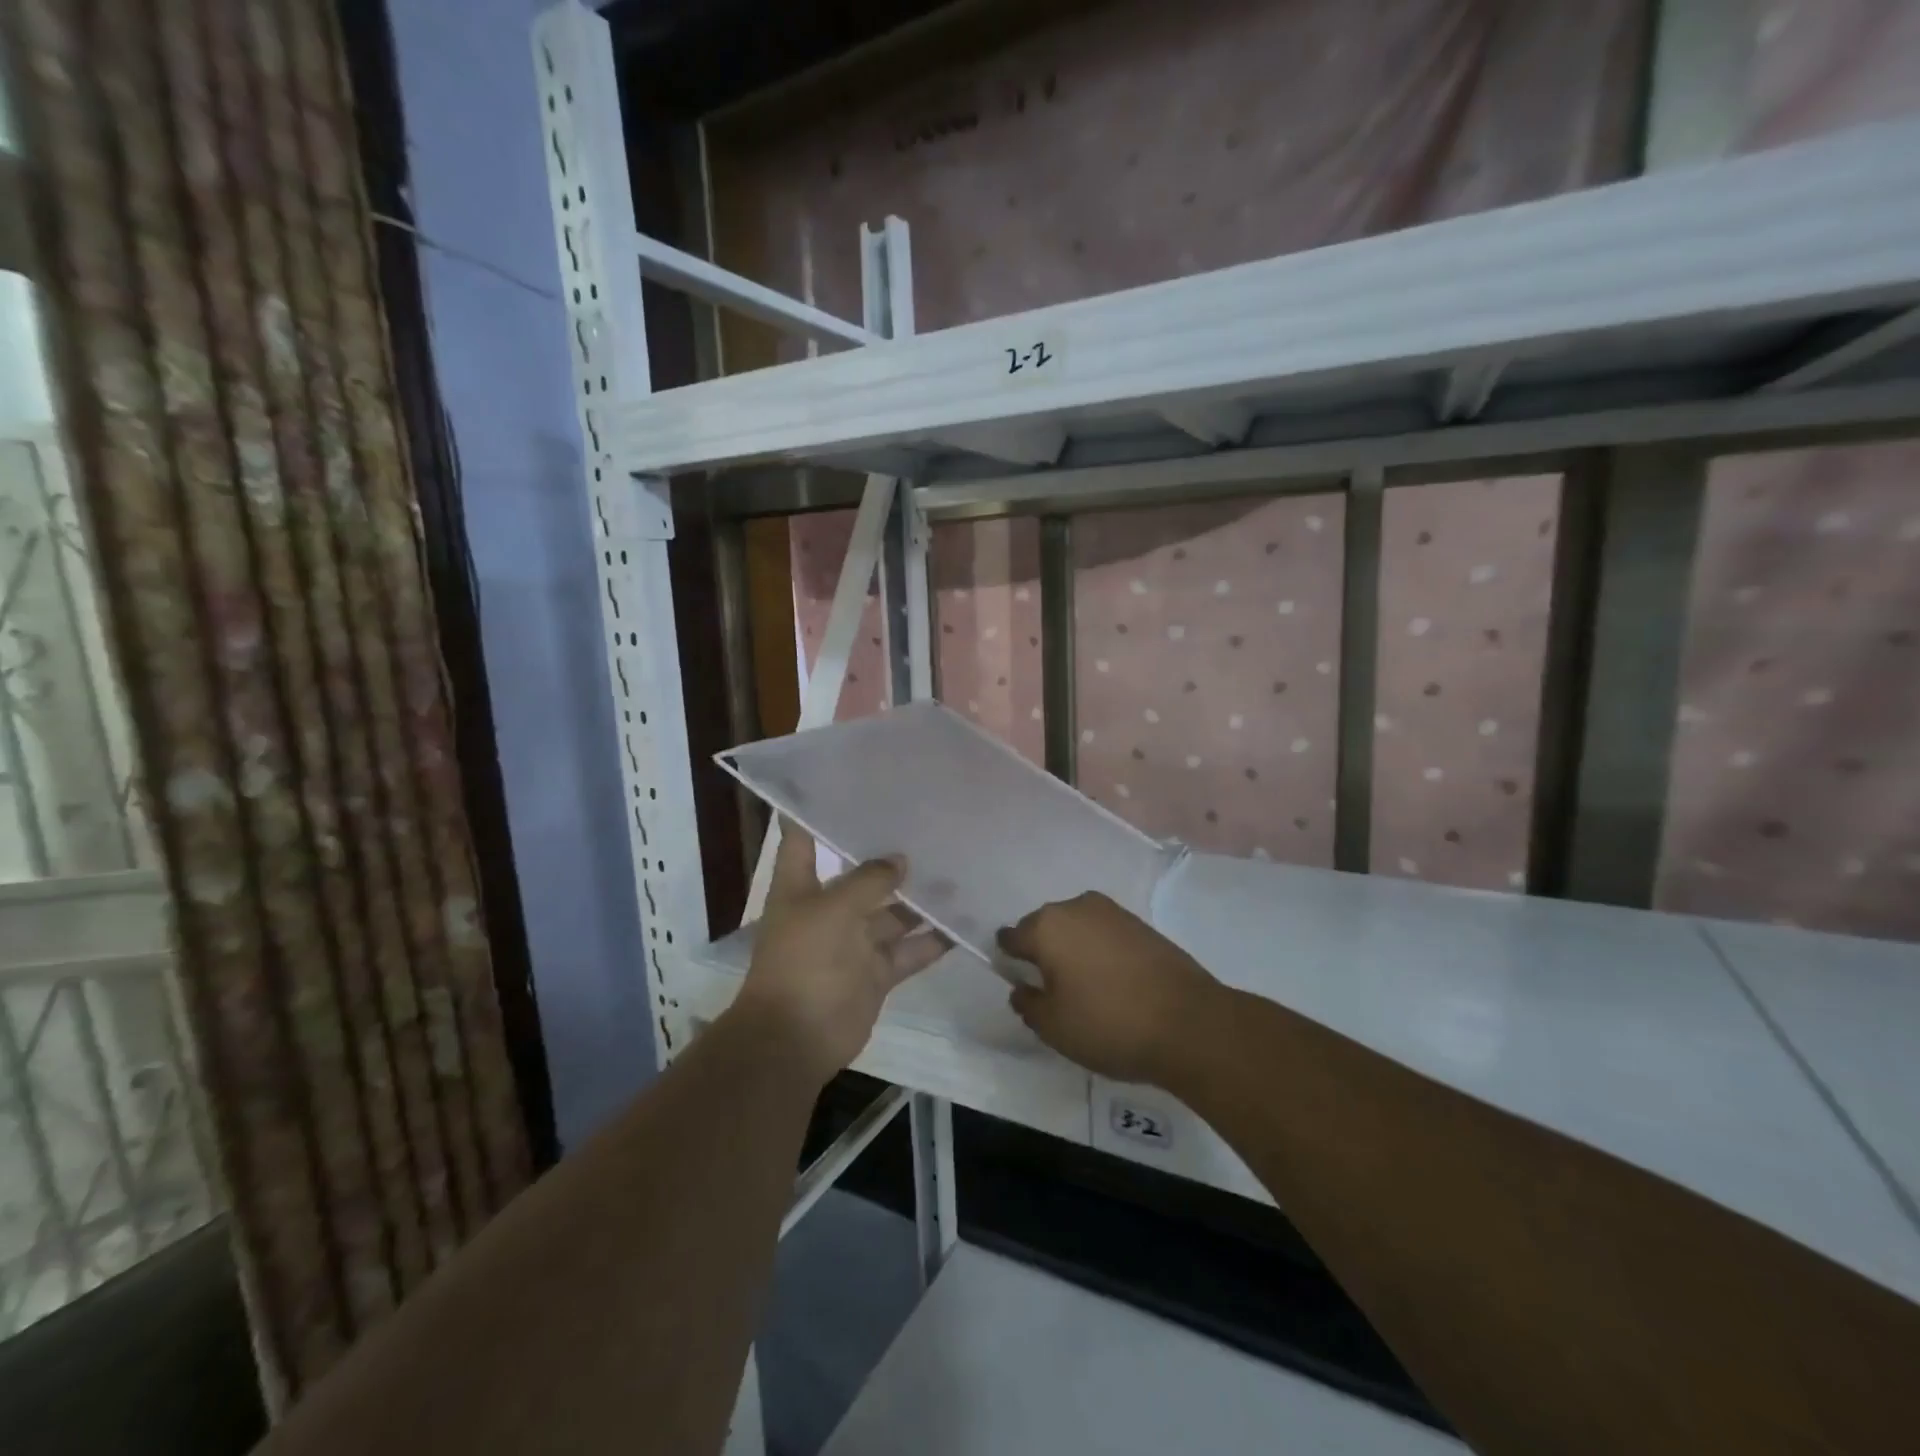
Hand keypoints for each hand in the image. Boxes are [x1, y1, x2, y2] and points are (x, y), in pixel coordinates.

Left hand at [733, 825, 946, 1084]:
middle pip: (860, 876)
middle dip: (889, 857)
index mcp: (800, 888)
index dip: (816, 813)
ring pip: (893, 913)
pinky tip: (963, 920)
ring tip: (957, 868)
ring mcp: (854, 942)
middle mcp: (828, 909)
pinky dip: (933, 940)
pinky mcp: (877, 972)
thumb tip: (900, 859)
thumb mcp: (833, 909)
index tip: (845, 785)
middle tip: (929, 826)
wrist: (796, 1039)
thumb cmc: (803, 961)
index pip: (803, 839)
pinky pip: (910, 950)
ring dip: (919, 898)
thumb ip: (869, 881)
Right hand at [1000, 892, 1220, 1086]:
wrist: (1190, 1023)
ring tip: (1083, 987)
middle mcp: (1076, 907)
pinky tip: (1111, 981)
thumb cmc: (1109, 1024)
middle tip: (1051, 990)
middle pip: (1044, 927)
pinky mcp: (1141, 924)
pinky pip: (1104, 934)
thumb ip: (1028, 1004)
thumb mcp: (1054, 1027)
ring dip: (1073, 950)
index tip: (1019, 984)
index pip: (1012, 937)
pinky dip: (1100, 951)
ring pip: (1077, 928)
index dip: (1009, 961)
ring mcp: (1113, 912)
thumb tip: (1022, 988)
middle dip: (1042, 952)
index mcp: (1047, 926)